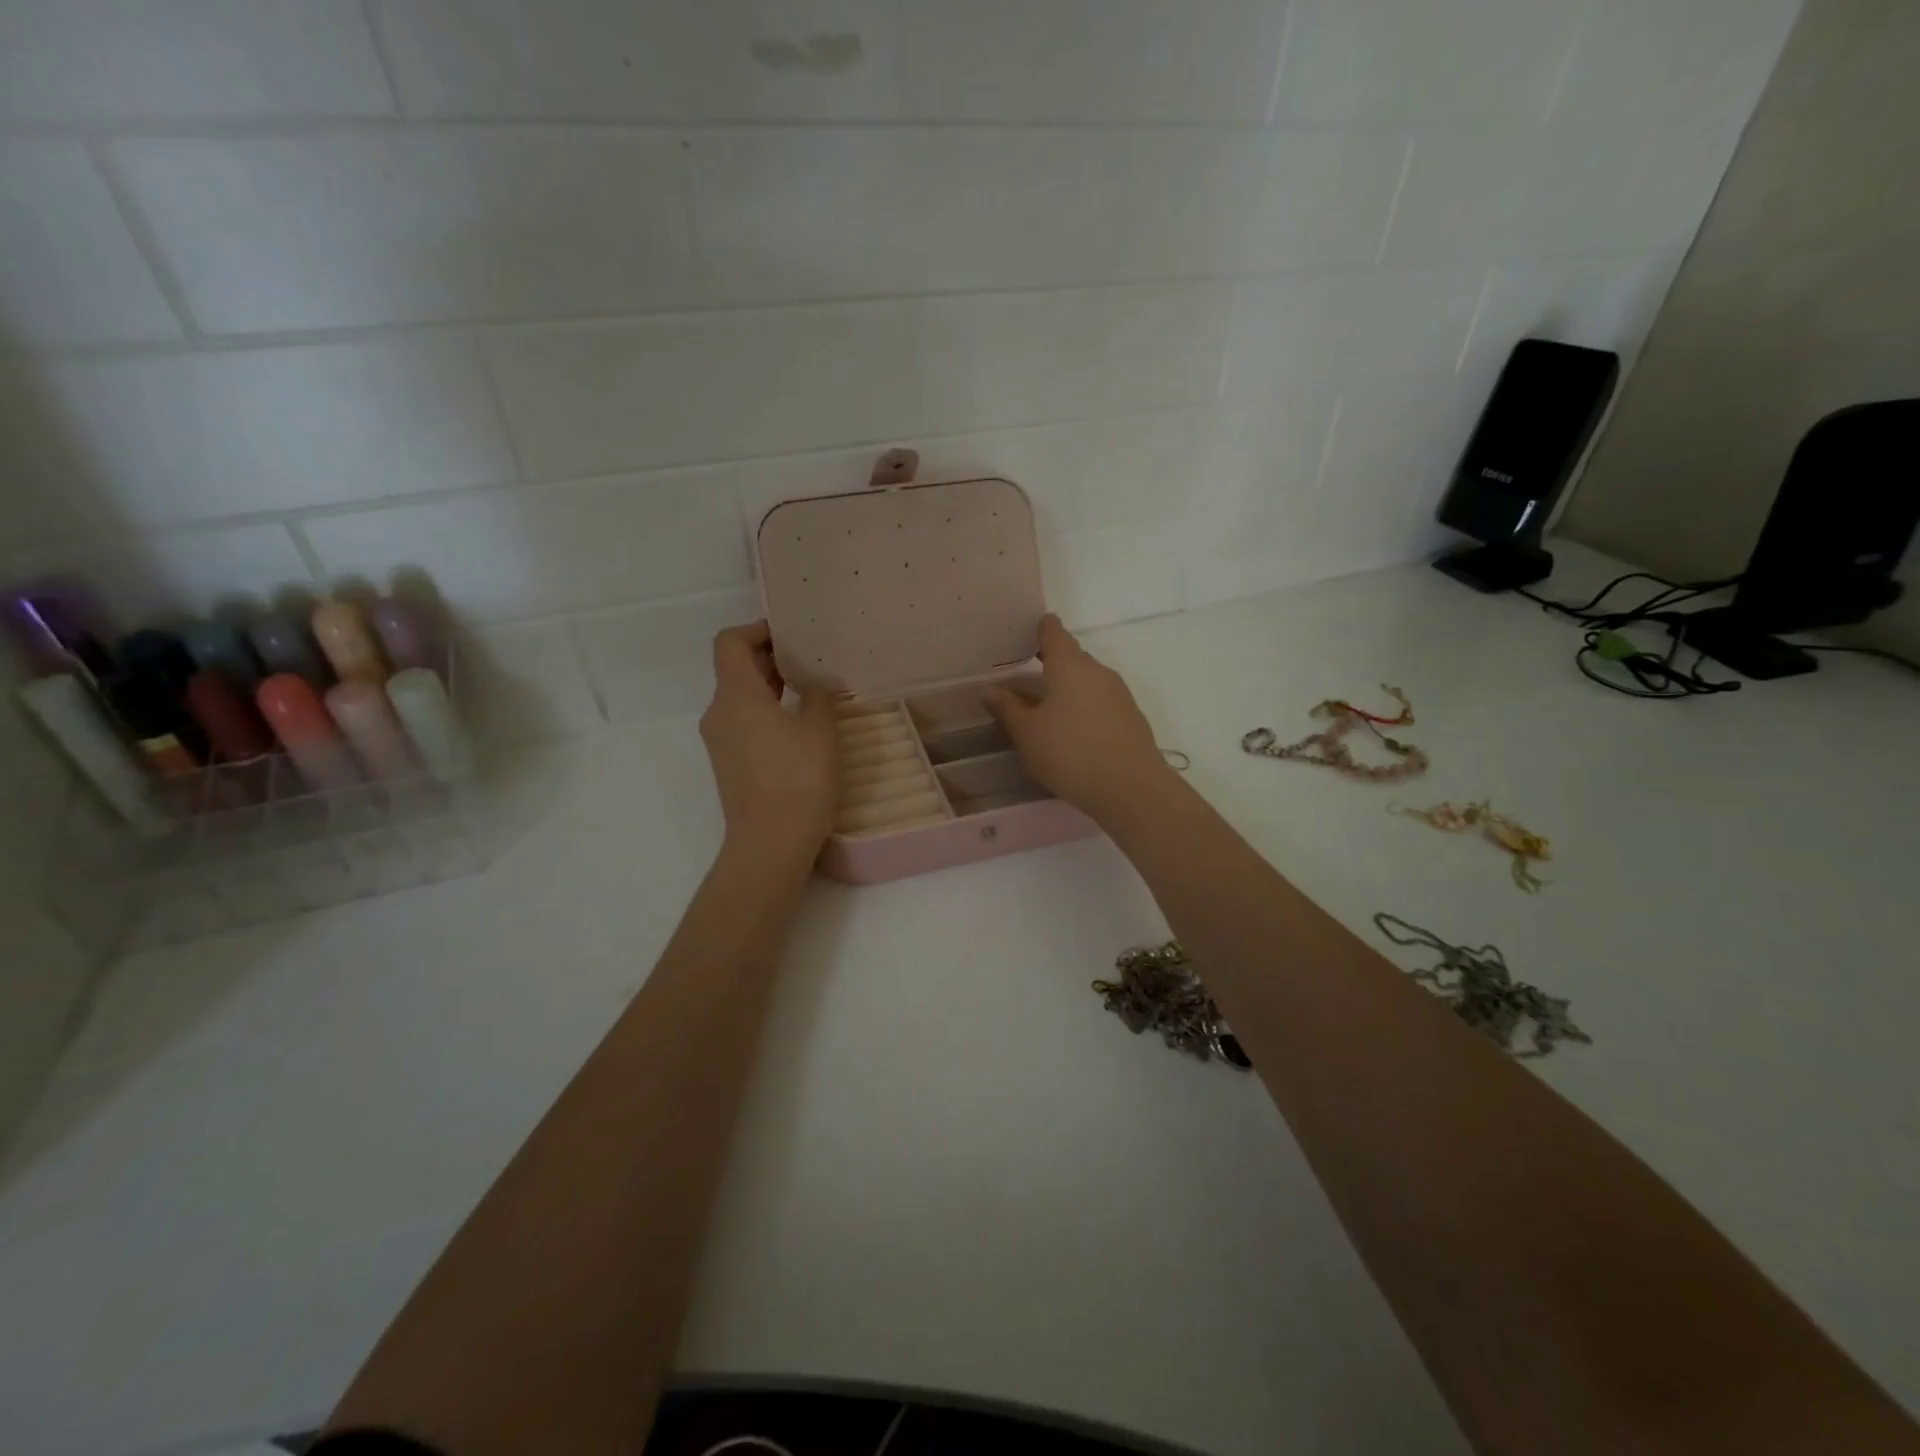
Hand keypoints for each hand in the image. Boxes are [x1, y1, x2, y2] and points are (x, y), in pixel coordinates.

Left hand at [700, 622, 837, 855]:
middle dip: (770, 658)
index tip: (790, 635)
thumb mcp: (819, 730)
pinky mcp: (729, 765)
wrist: (770, 843)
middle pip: (736, 670)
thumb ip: (818, 696)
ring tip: (810, 691)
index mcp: (736, 695)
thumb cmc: (797, 778)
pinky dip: (767, 713)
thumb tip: (814, 685)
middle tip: (810, 659)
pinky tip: (800, 726)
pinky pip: (744, 724)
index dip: (757, 630)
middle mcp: (719, 713)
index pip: (730, 643)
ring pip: (741, 699)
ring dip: (771, 687)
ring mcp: (720, 742)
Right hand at [983, 615, 1173, 823]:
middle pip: (1072, 657)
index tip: (1024, 633)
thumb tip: (990, 690)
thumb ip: (1007, 709)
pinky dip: (1084, 708)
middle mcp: (1098, 671)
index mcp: (1069, 665)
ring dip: (1068, 689)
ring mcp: (1119, 694)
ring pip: (1088, 681)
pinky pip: (1101, 702)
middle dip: (1050, 664)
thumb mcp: (1027, 734)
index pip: (1053, 631)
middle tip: (1024, 679)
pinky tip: (1073, 732)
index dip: (1039, 628)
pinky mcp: (1131, 717)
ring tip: (1046, 709)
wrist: (1130, 788)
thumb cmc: (1070, 753)